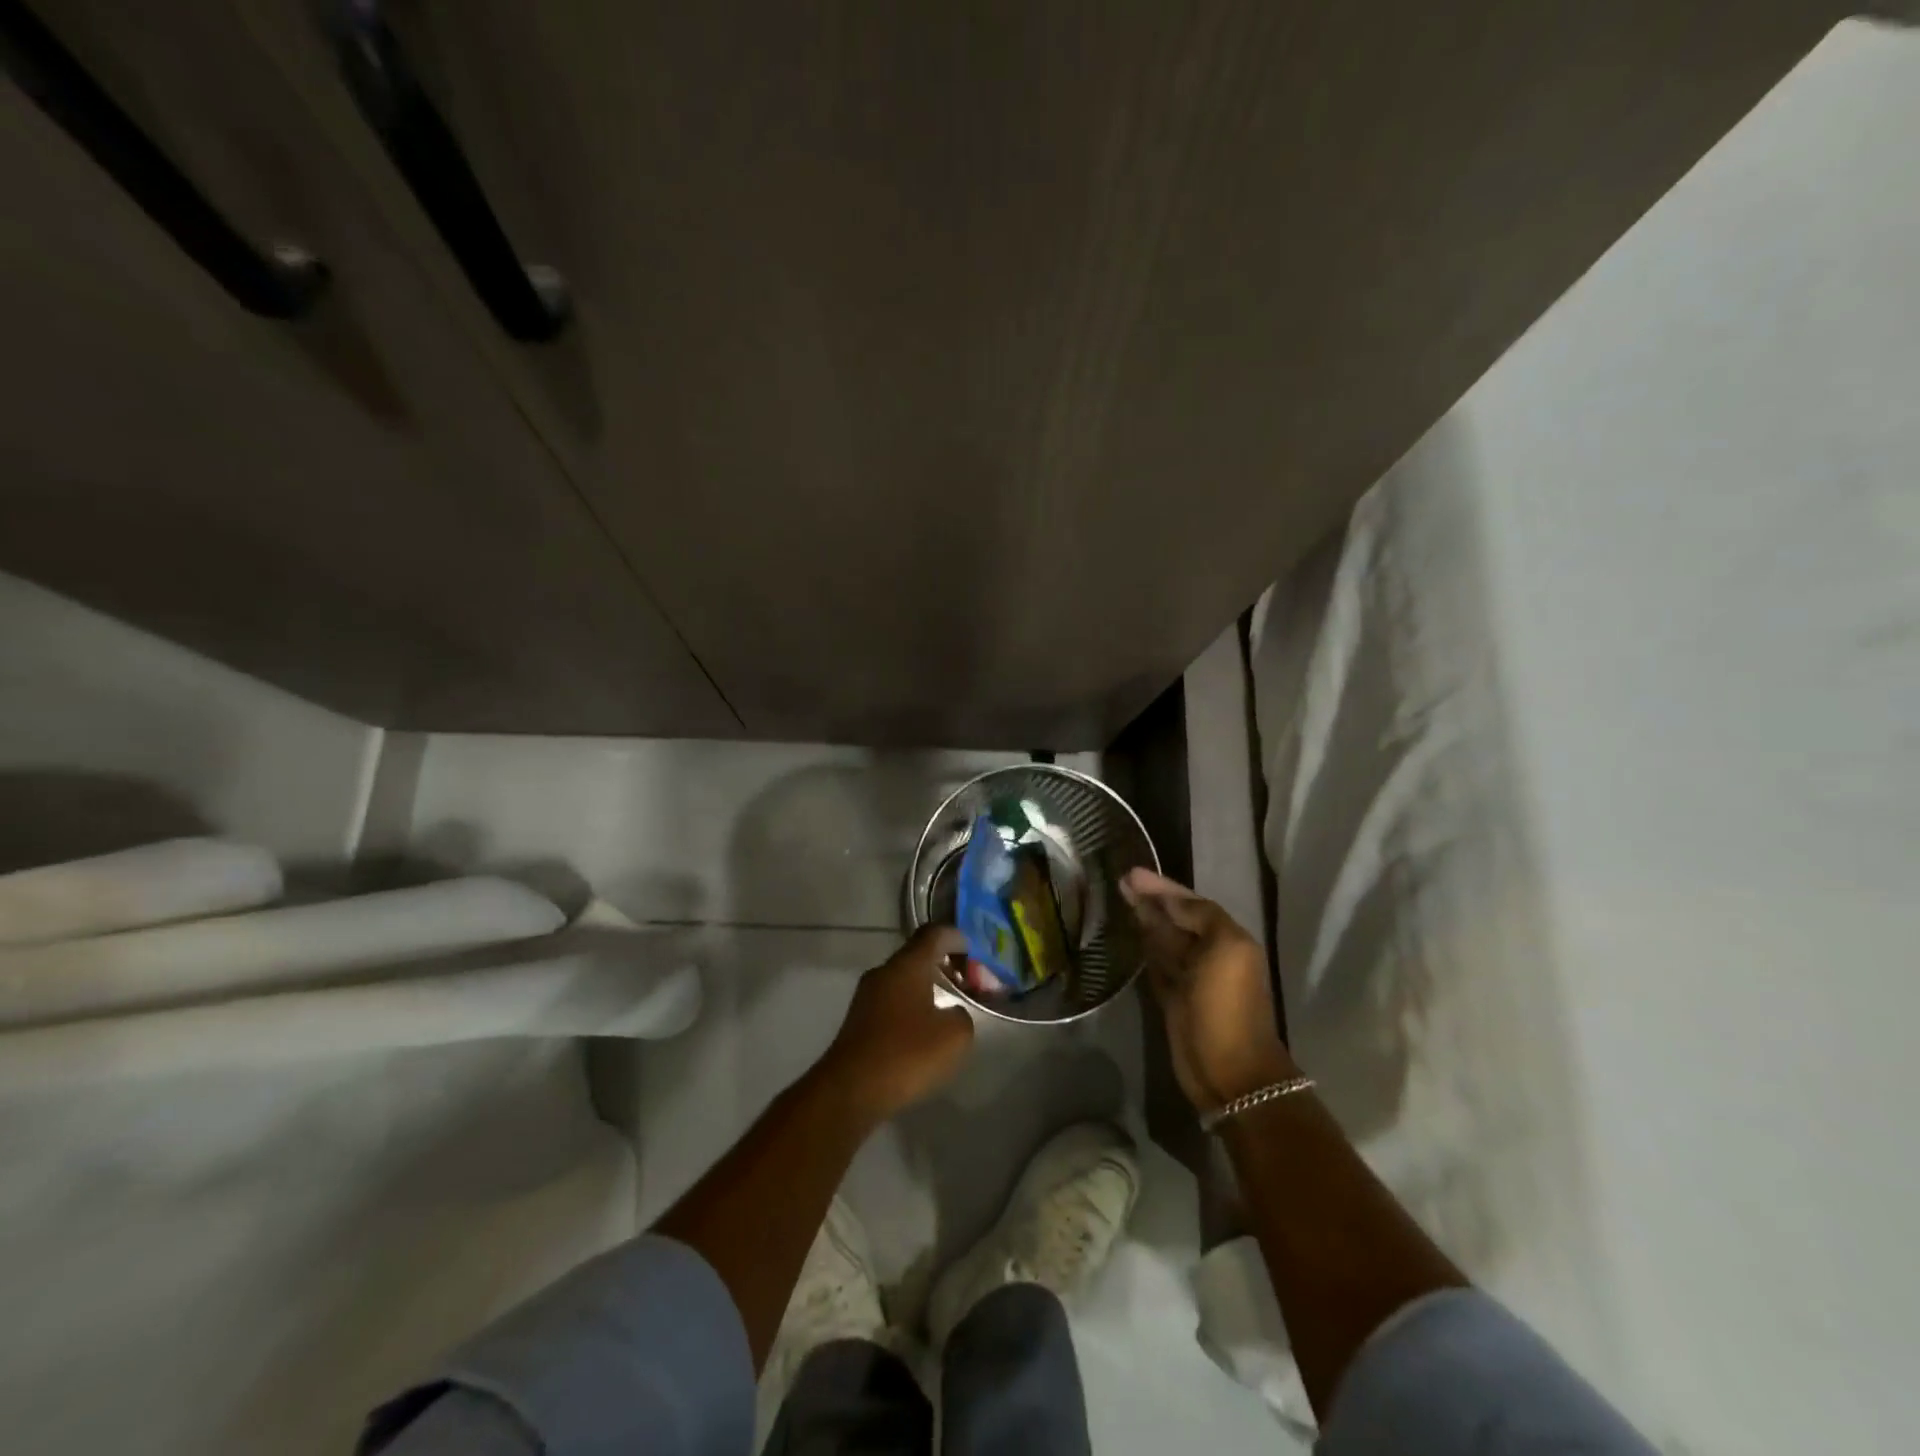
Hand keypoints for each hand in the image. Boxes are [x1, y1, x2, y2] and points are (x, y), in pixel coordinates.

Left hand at [819, 925, 975, 1119]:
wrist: (849, 1090)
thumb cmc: (906, 1054)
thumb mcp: (954, 1036)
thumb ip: (961, 1015)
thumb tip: (951, 1013)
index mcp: (907, 966)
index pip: (933, 934)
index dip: (955, 937)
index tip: (972, 951)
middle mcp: (884, 973)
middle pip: (916, 955)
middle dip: (942, 964)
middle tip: (965, 982)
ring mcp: (866, 996)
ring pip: (902, 979)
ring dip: (926, 987)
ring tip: (947, 1008)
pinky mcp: (858, 1021)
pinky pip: (891, 1002)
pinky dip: (911, 1006)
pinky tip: (922, 1031)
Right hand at [1122, 868, 1295, 1112]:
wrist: (1229, 1070)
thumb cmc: (1227, 1005)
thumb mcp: (1224, 949)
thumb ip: (1200, 917)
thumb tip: (1168, 901)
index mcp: (1227, 938)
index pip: (1190, 902)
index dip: (1162, 887)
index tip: (1131, 873)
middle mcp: (1208, 953)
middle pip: (1175, 918)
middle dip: (1151, 899)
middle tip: (1120, 881)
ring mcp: (1189, 977)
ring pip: (1163, 939)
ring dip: (1145, 919)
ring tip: (1119, 899)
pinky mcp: (1171, 998)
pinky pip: (1155, 963)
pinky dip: (1144, 947)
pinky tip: (1129, 934)